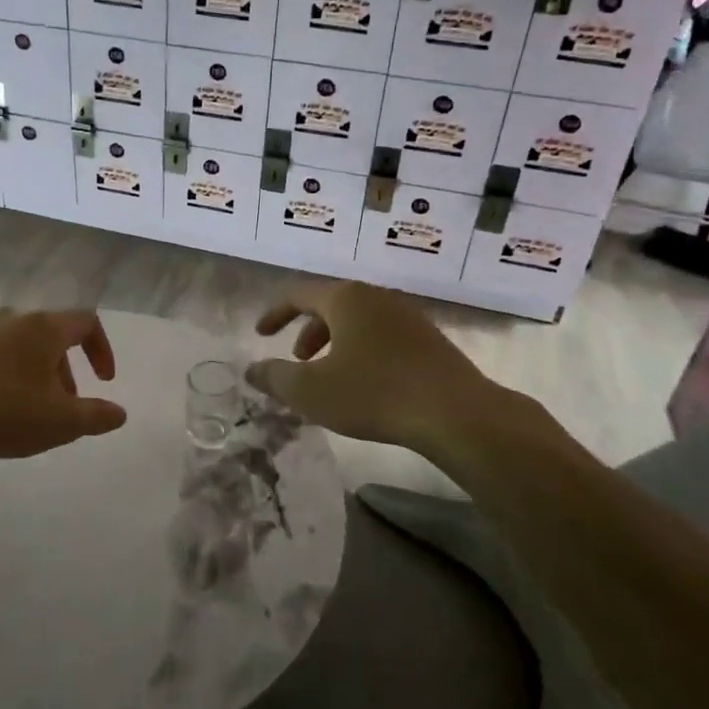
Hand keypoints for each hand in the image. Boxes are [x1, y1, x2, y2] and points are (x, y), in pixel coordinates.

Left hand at [0, 308, 126, 466]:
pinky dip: (4, 373)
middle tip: (64, 406)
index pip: (86, 322)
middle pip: (51, 334)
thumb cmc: (3, 413)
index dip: (102, 350)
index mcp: (44, 327)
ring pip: (19, 344)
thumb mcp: (60, 422)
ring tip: (27, 411)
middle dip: (65, 369)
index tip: (104, 381)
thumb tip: (120, 413)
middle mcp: (12, 317)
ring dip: (34, 372)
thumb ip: (96, 416)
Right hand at [246, 282, 587, 479]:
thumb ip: (275, 377)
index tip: (260, 334)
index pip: (298, 294)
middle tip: (296, 360)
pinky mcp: (430, 340)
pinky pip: (382, 336)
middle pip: (331, 305)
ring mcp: (408, 317)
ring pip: (358, 322)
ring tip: (329, 376)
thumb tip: (251, 369)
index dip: (275, 313)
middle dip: (307, 332)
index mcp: (346, 298)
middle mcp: (377, 297)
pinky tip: (366, 385)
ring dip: (335, 344)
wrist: (456, 413)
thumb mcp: (311, 390)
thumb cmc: (374, 394)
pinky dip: (362, 352)